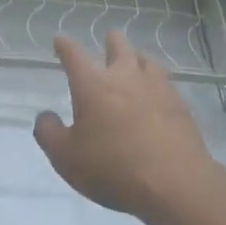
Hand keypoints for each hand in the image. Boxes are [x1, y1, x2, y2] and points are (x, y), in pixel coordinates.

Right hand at [33, 32, 217, 219]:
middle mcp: (125, 77)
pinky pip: (166, 82)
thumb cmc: (112, 168)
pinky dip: (157, 81)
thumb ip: (48, 133)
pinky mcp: (180, 105)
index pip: (74, 55)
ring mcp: (157, 88)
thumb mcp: (65, 157)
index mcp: (93, 84)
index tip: (60, 40)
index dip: (64, 46)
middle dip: (110, 42)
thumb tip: (45, 116)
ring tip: (135, 61)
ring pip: (146, 60)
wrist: (174, 183)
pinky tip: (157, 92)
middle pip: (119, 47)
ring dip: (137, 58)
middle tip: (108, 41)